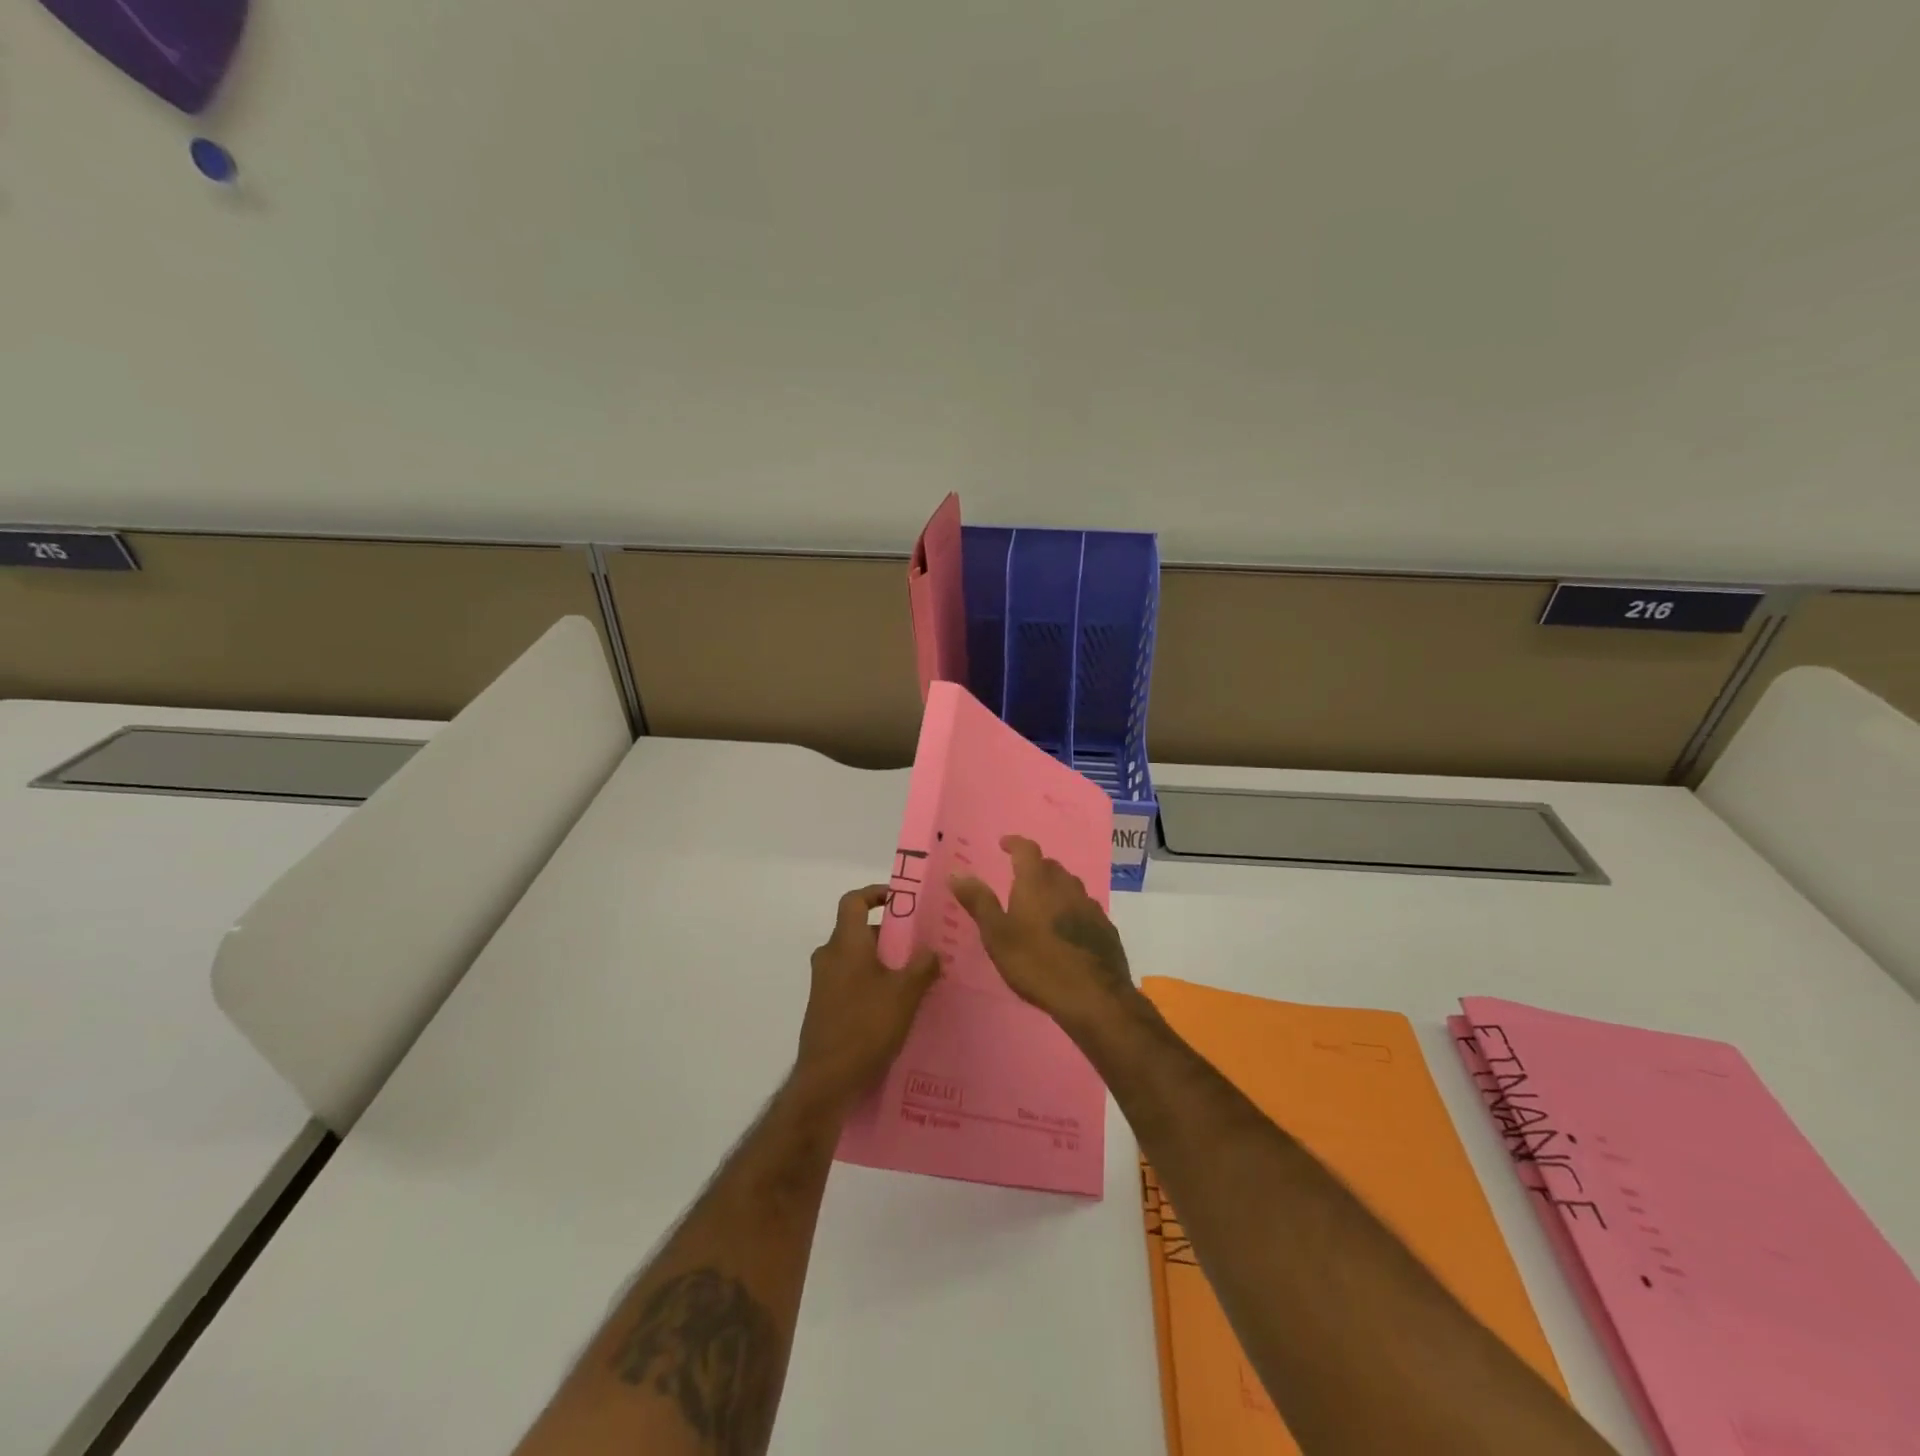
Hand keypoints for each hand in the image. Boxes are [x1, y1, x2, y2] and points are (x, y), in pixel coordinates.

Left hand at [794, 885, 940, 1112]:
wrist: (826, 1081)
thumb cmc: (865, 1027)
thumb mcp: (904, 994)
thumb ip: (922, 967)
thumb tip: (933, 951)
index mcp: (845, 944)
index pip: (853, 901)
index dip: (875, 893)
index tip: (899, 899)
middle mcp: (829, 957)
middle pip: (857, 931)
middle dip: (888, 934)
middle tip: (919, 943)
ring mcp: (823, 984)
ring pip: (855, 958)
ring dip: (882, 961)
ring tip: (914, 975)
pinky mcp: (824, 1007)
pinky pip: (851, 981)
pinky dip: (871, 982)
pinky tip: (896, 1004)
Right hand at [950, 835, 1135, 1028]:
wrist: (1093, 996)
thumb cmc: (1036, 963)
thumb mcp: (997, 936)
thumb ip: (978, 902)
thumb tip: (957, 873)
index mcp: (1037, 882)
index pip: (1026, 849)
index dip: (1014, 843)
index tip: (1004, 844)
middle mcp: (1066, 886)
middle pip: (1050, 866)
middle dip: (1034, 868)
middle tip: (1019, 880)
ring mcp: (1090, 906)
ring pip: (1070, 887)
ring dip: (1055, 888)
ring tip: (1041, 905)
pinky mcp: (1105, 928)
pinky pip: (1084, 909)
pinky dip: (1072, 910)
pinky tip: (1066, 930)